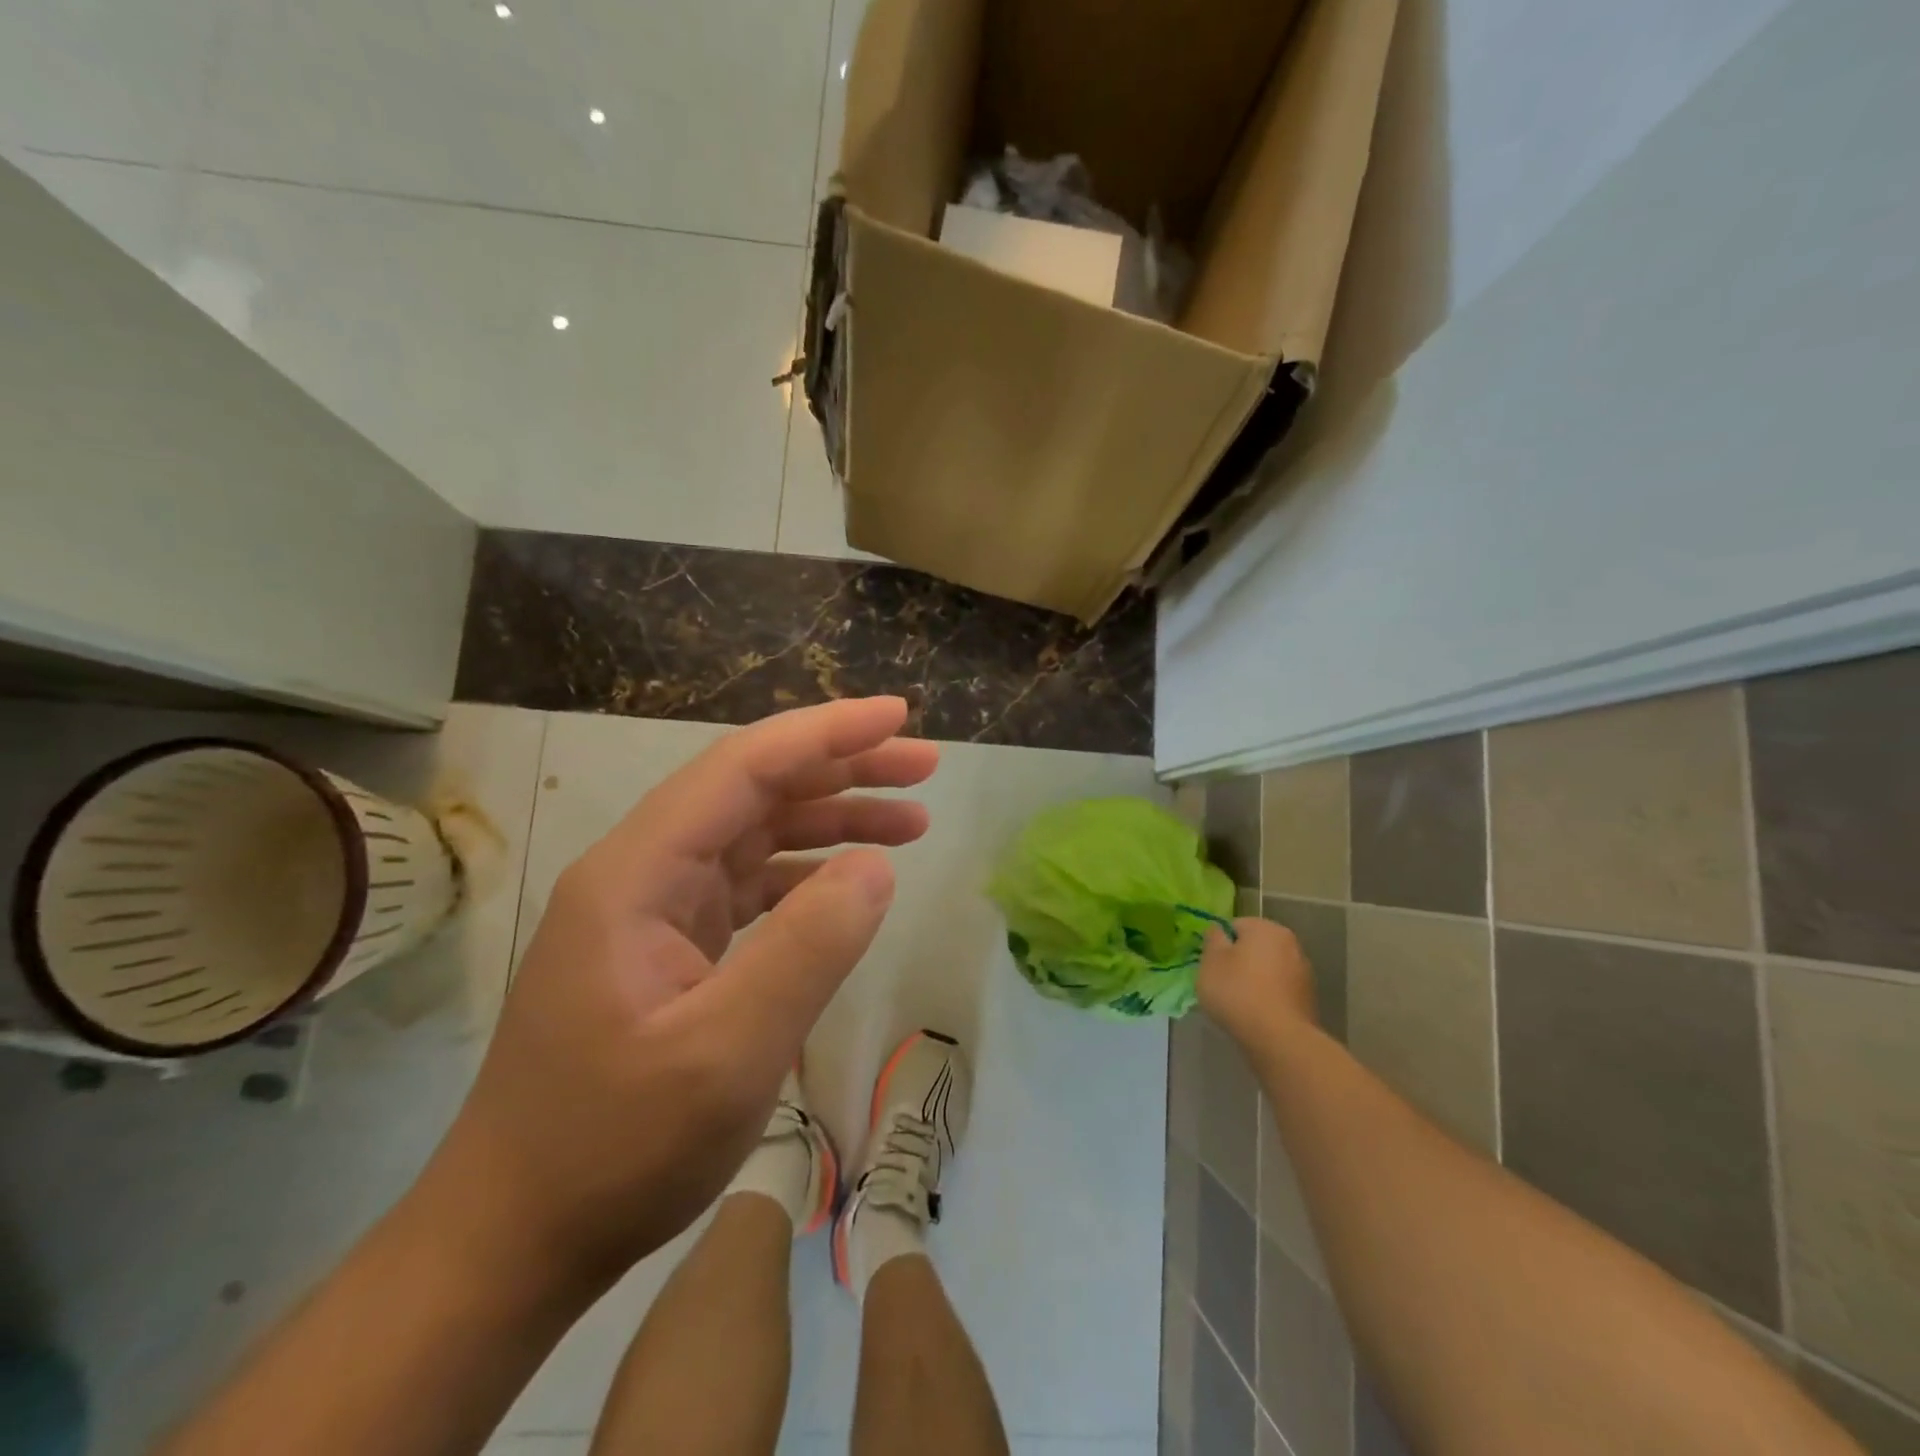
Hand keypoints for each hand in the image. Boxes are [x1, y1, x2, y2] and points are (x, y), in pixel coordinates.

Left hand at [426, 697, 938, 1290]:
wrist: (514, 1236)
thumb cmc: (612, 1149)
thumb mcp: (727, 1054)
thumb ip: (807, 949)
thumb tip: (876, 867)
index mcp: (638, 874)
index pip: (744, 768)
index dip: (826, 733)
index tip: (898, 716)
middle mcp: (643, 872)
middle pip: (754, 789)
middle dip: (842, 767)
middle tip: (922, 765)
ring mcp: (655, 909)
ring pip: (757, 834)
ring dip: (832, 819)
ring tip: (912, 819)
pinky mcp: (670, 946)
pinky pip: (750, 885)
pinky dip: (807, 874)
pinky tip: (851, 882)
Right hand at [1196, 917, 1318, 1051]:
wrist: (1279, 1039)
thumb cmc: (1238, 992)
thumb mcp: (1211, 961)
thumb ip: (1212, 939)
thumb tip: (1219, 931)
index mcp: (1266, 928)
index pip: (1235, 926)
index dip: (1220, 944)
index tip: (1212, 965)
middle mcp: (1290, 943)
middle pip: (1255, 946)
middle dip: (1239, 960)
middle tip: (1222, 982)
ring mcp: (1303, 972)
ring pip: (1268, 969)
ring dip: (1255, 978)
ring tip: (1239, 1002)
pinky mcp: (1309, 998)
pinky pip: (1279, 990)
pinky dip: (1268, 996)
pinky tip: (1257, 1014)